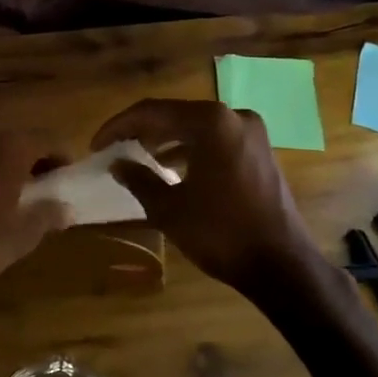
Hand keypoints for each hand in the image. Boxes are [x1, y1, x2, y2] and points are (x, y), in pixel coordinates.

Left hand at [0, 131, 72, 315]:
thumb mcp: (25, 235)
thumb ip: (49, 213)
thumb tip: (65, 208)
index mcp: (10, 150)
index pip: (45, 140)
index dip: (60, 156)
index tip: (64, 175)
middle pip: (14, 140)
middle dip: (29, 157)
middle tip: (38, 182)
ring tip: (5, 188)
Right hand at [92, 99, 328, 292]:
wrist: (281, 265)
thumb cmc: (219, 232)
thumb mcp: (168, 208)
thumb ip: (138, 179)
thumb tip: (116, 164)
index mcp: (210, 122)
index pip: (152, 112)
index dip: (118, 127)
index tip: (96, 145)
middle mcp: (233, 117)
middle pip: (175, 115)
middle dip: (141, 131)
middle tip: (113, 149)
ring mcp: (252, 134)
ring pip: (196, 128)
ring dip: (165, 140)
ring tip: (137, 158)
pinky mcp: (260, 153)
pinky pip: (215, 141)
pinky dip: (190, 150)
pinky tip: (171, 170)